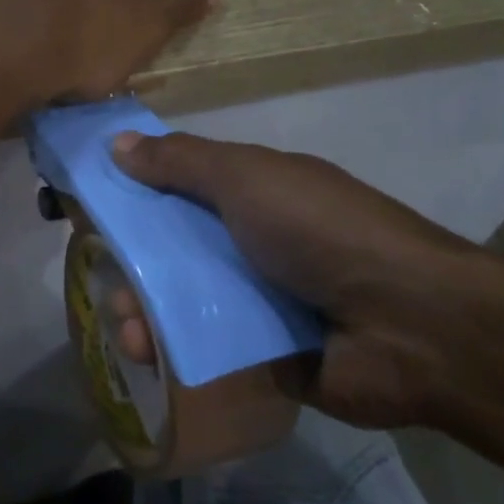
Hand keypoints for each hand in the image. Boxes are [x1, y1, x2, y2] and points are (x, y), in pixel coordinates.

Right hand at [108, 132, 502, 427]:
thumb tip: (117, 144)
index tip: (94, 208)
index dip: (138, 193)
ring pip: (188, 301)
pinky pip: (209, 348)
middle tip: (107, 282)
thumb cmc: (320, 231)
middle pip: (178, 249)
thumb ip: (181, 162)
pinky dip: (177, 351)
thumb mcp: (247, 178)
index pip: (182, 187)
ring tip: (129, 332)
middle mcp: (256, 243)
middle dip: (136, 265)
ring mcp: (263, 301)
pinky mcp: (267, 355)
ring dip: (149, 312)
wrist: (410, 325)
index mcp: (255, 194)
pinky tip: (150, 359)